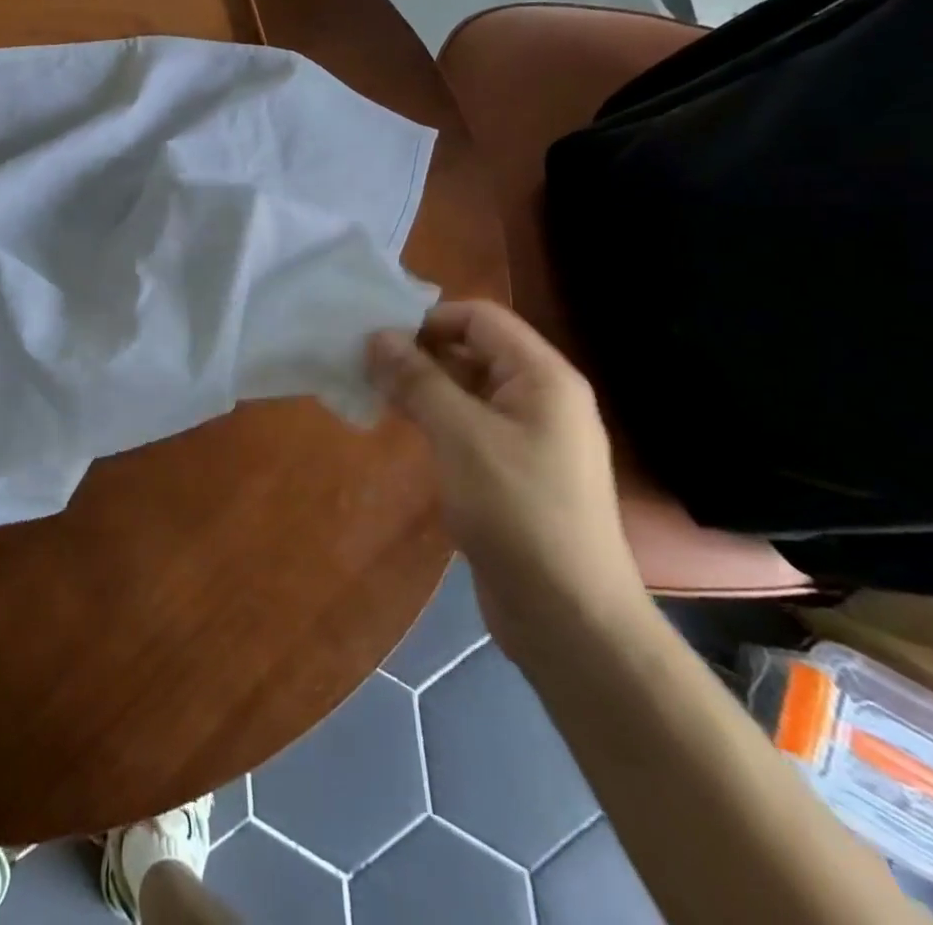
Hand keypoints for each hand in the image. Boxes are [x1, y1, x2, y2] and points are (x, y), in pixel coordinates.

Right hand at [367, 301, 645, 660]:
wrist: (567, 615)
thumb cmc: (517, 512)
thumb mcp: (461, 436)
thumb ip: (418, 380)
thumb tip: (377, 336)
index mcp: (542, 377)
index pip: (480, 318)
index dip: (428, 320)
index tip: (378, 340)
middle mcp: (539, 397)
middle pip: (472, 349)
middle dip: (419, 352)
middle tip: (364, 366)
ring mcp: (527, 435)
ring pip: (465, 387)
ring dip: (421, 384)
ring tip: (372, 391)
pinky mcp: (511, 468)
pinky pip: (467, 422)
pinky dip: (433, 415)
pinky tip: (400, 425)